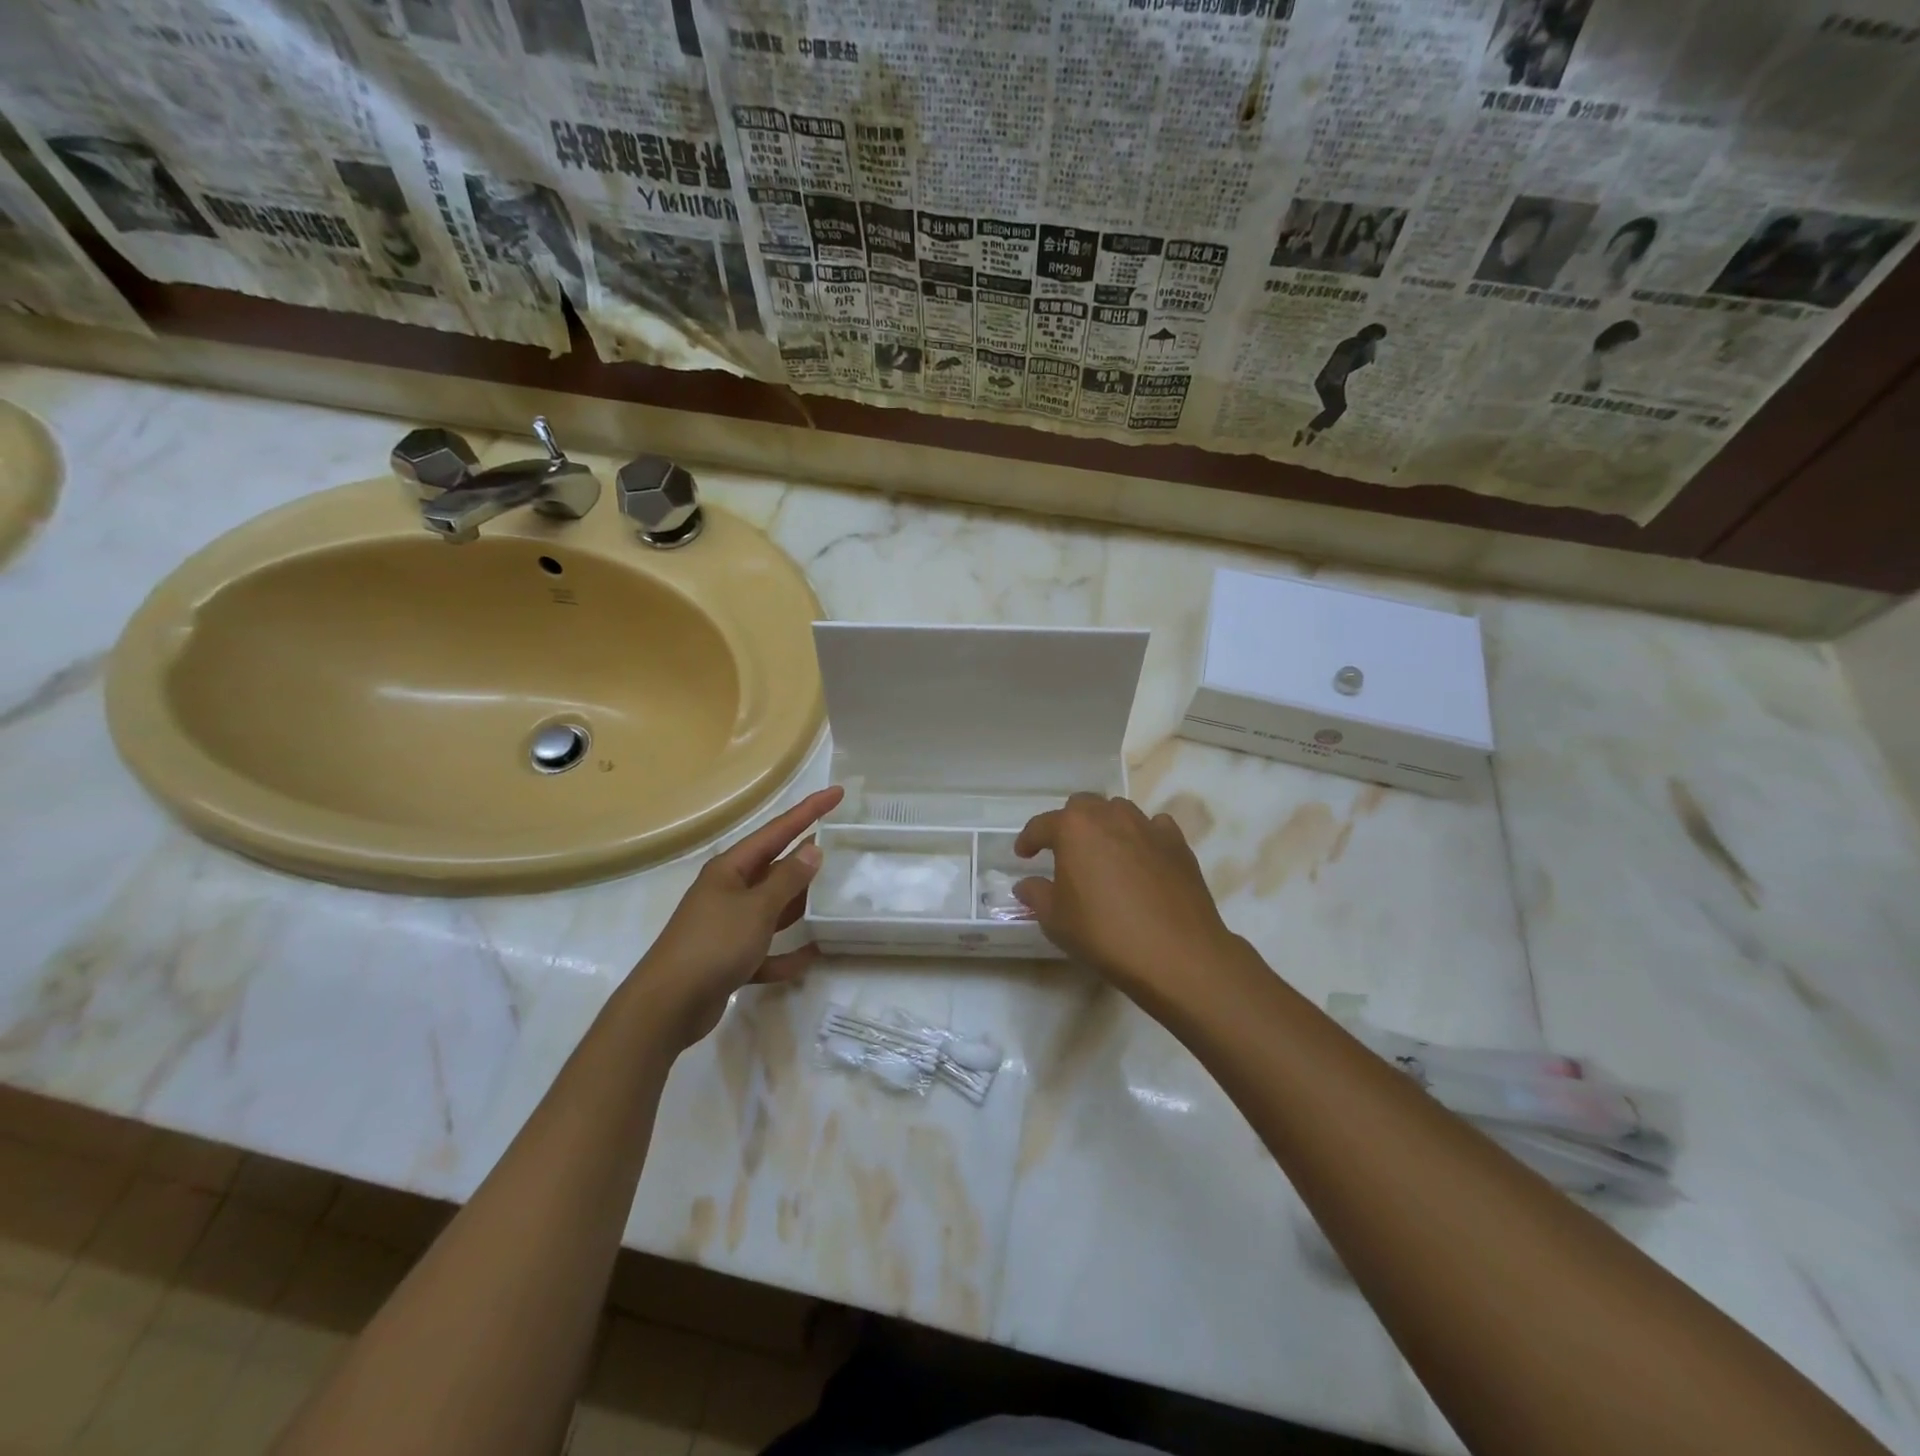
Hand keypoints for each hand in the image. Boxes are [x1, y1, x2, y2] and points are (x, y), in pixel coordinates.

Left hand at [634, 785, 843, 1047]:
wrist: (668, 1006)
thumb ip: (787, 880)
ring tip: (833, 896)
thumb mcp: (756, 908)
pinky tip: (811, 957)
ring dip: (798, 904)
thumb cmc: (713, 945)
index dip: (808, 811)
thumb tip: (813, 849)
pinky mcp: (730, 959)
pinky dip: (786, 953)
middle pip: (774, 867)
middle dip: (804, 857)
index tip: (837, 793)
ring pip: (772, 907)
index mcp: (731, 870)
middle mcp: (728, 891)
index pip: (777, 831)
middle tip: (840, 845)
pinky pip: (766, 950)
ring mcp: (728, 926)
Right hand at [1014, 792, 1239, 1011]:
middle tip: (1064, 852)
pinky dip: (1142, 837)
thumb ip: (1036, 895)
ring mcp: (1148, 826)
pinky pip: (1154, 828)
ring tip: (1103, 854)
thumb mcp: (1056, 920)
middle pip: (1083, 806)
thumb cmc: (1104, 933)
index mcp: (1074, 828)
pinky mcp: (1178, 844)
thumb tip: (1027, 884)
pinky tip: (1141, 859)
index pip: (1042, 825)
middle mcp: (1111, 816)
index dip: (1028, 840)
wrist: (1176, 954)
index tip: (1023, 854)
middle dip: (1069, 824)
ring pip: (1119, 812)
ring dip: (1106, 826)